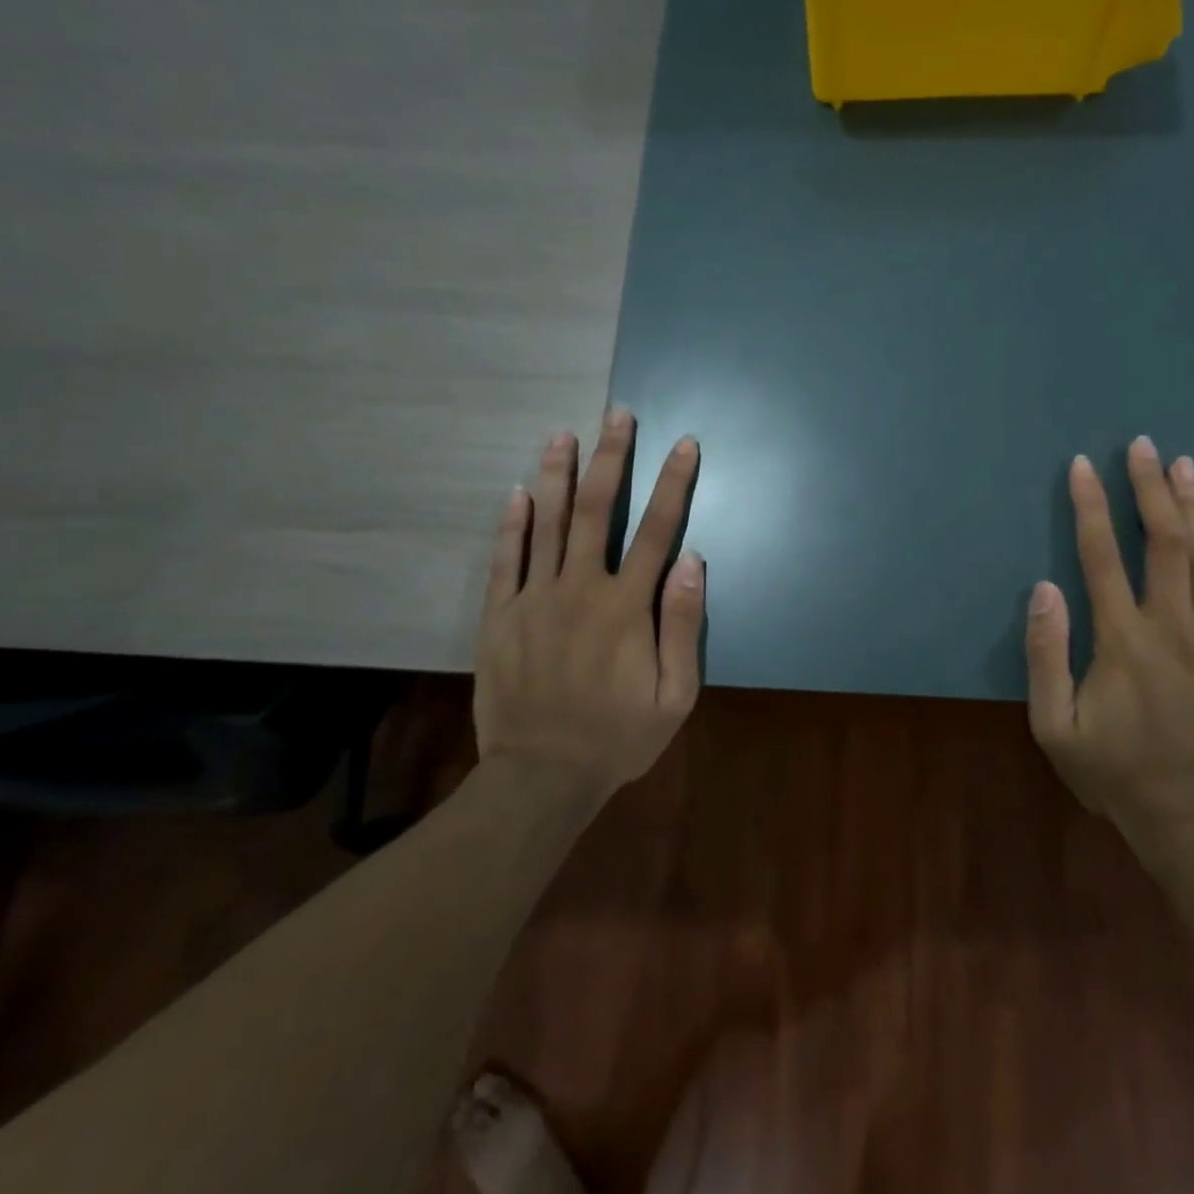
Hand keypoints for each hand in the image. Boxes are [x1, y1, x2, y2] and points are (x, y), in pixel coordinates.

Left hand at [472, 408, 704, 792]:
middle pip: (596, 510)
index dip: (672, 483)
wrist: (541, 777)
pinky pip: (504, 560)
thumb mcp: (675, 694)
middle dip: (610, 458)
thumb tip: (693, 560)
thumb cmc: (618, 736)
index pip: (657, 530)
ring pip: (546, 523)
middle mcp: (579, 589)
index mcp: (626, 607)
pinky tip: (517, 492)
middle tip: (616, 416)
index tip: (683, 444)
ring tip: (563, 434)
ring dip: (557, 474)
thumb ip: (684, 624)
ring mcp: (533, 599)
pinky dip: (511, 523)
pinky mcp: (499, 616)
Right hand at [1024, 436, 1193, 859]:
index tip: (1082, 466)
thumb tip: (1044, 588)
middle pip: (1163, 542)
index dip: (1090, 506)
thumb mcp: (1054, 727)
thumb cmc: (1117, 776)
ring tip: (1183, 465)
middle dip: (1149, 488)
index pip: (1101, 556)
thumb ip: (1045, 655)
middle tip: (1142, 446)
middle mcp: (1175, 628)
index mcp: (1123, 641)